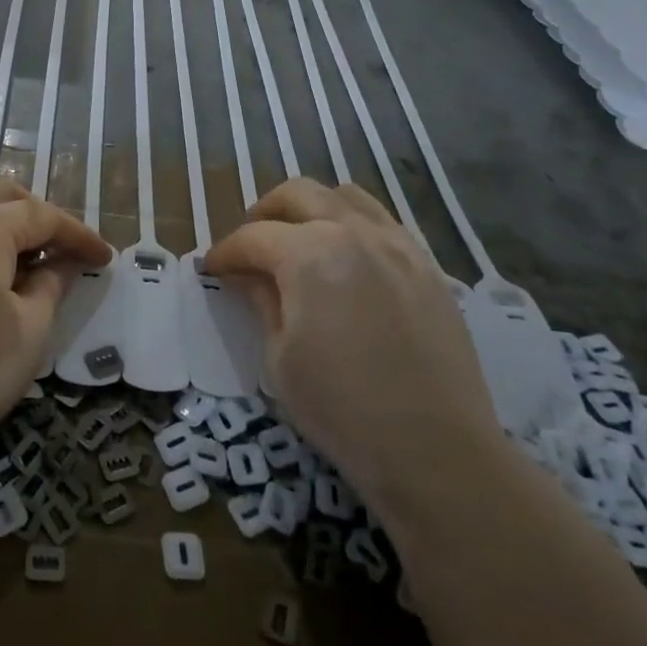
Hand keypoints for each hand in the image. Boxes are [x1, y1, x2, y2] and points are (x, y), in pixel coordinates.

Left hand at [0, 179, 110, 495]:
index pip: (44, 216)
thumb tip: (63, 262)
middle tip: (64, 253)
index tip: (105, 258)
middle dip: (41, 218)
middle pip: (4, 196)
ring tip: (18, 253)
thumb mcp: (29, 331)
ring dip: (0, 218)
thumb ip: (52, 285)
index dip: (79, 235)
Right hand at [202, 179, 504, 513]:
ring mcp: (398, 245)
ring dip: (311, 209)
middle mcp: (354, 232)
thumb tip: (247, 276)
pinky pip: (383, 222)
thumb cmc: (341, 409)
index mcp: (309, 254)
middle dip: (263, 214)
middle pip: (297, 195)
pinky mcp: (428, 266)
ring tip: (298, 242)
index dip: (224, 252)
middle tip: (250, 248)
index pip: (253, 237)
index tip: (211, 269)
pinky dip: (353, 225)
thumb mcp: (279, 358)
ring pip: (345, 196)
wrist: (436, 450)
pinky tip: (347, 260)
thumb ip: (262, 302)